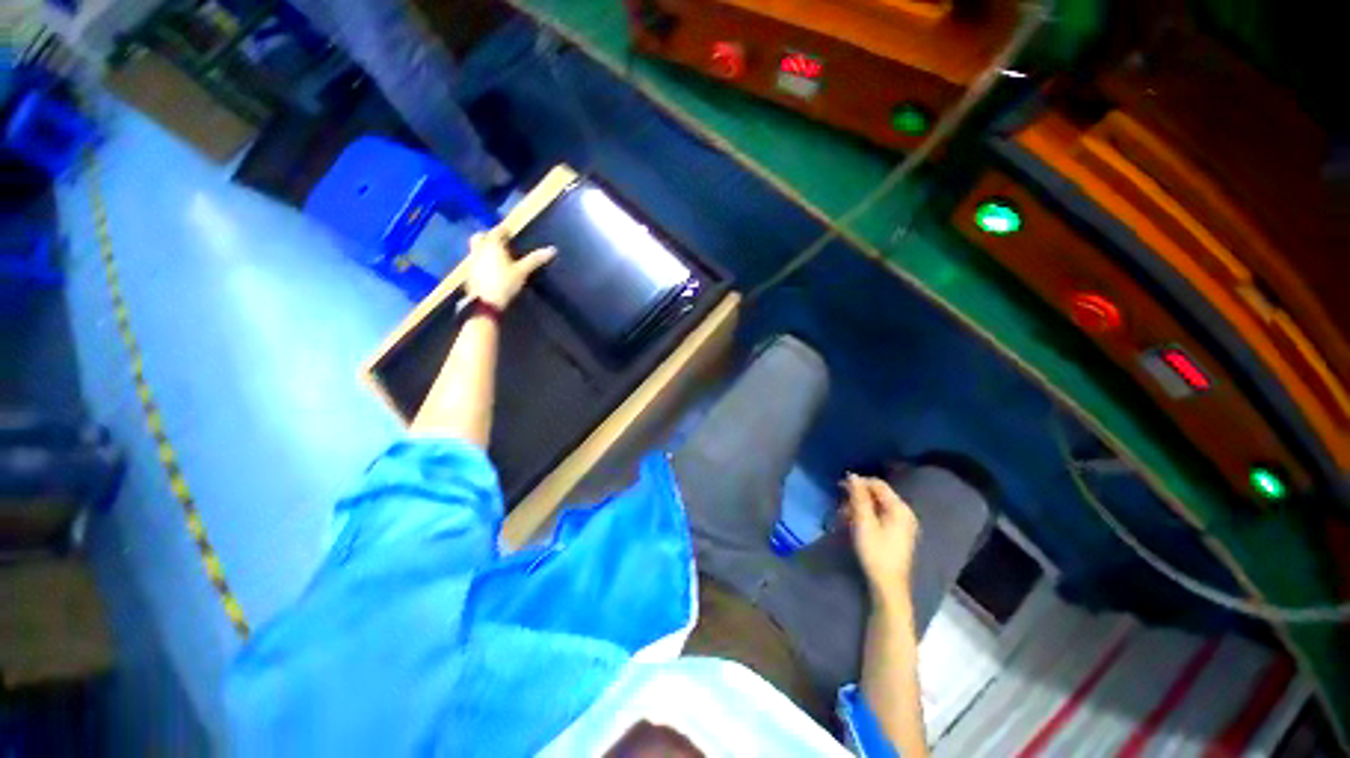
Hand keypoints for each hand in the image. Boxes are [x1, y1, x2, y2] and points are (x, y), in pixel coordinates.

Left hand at [465, 230, 555, 307]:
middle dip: (491, 237)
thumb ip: (535, 259)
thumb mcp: (523, 271)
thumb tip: (552, 249)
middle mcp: (479, 247)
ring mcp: (472, 259)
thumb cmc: (505, 283)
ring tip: (498, 257)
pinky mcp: (469, 271)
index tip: (514, 235)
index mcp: (493, 244)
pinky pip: (475, 259)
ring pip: (477, 247)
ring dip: (485, 248)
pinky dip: (482, 259)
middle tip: (503, 244)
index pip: (499, 230)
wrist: (486, 302)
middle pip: (483, 236)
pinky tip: (490, 268)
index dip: (507, 231)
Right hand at [843, 474, 919, 604]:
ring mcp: (903, 524)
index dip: (858, 483)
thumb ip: (858, 497)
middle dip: (857, 497)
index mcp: (899, 508)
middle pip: (878, 495)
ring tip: (844, 516)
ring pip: (877, 506)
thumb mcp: (863, 522)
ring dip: (859, 507)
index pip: (877, 485)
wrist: (888, 585)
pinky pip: (881, 516)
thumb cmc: (875, 552)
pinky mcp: (898, 534)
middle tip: (840, 506)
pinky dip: (866, 516)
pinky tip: (855, 524)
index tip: (839, 486)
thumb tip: (853, 476)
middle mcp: (904, 513)